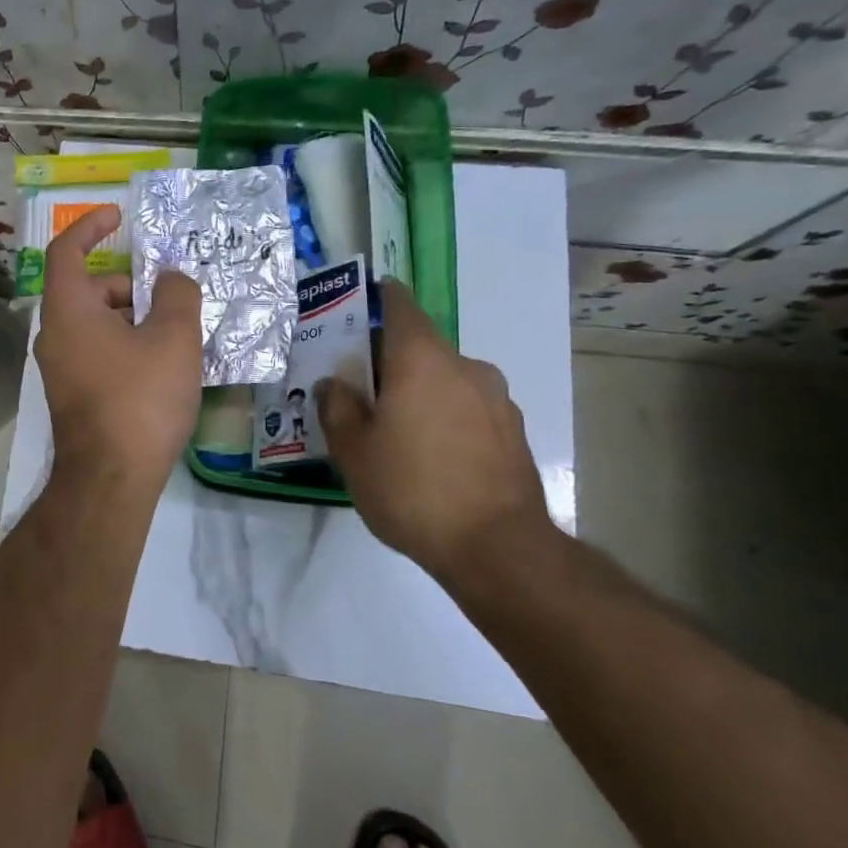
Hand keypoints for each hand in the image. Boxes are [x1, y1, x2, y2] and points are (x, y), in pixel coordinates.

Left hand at [35, 205, 202, 495]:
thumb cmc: (140, 398)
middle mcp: (55, 335)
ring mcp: (60, 368)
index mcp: (68, 310)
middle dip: (129, 285)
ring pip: (96, 324)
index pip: (66, 251)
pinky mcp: (73, 394)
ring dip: (132, 318)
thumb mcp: (173, 338)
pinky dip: (125, 345)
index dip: (89, 226)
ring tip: (175, 336)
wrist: (111, 479)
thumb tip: (170, 280)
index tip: (117, 217)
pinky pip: (98, 352)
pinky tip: (161, 367)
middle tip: (171, 300)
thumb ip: (177, 294)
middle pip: (88, 289)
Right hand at [318, 280, 549, 579]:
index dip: (375, 299)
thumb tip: (334, 384)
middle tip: (359, 389)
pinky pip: (468, 408)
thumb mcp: (353, 451)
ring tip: (395, 429)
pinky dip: (445, 416)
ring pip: (445, 379)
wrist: (499, 549)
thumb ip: (337, 407)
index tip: (354, 310)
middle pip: (420, 346)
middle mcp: (465, 366)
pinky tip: (430, 455)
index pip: (399, 304)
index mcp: (422, 359)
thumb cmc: (413, 489)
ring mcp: (496, 399)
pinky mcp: (513, 432)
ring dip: (419, 391)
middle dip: (388, 361)